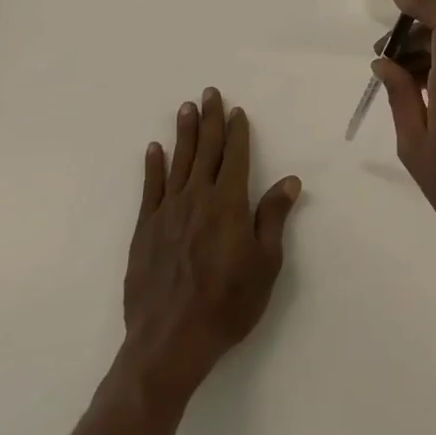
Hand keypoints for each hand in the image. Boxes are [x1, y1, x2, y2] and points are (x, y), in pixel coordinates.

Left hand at [122, 88, 301, 400]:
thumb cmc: (227, 305)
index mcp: (228, 203)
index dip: (237, 131)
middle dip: (210, 119)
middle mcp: (197, 198)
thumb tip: (290, 180)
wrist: (170, 342)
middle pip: (205, 150)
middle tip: (209, 92)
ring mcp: (168, 211)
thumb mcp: (264, 265)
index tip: (237, 111)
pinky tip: (154, 148)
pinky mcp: (145, 229)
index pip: (235, 156)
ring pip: (178, 161)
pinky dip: (153, 166)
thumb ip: (273, 218)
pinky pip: (151, 188)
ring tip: (185, 108)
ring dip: (183, 133)